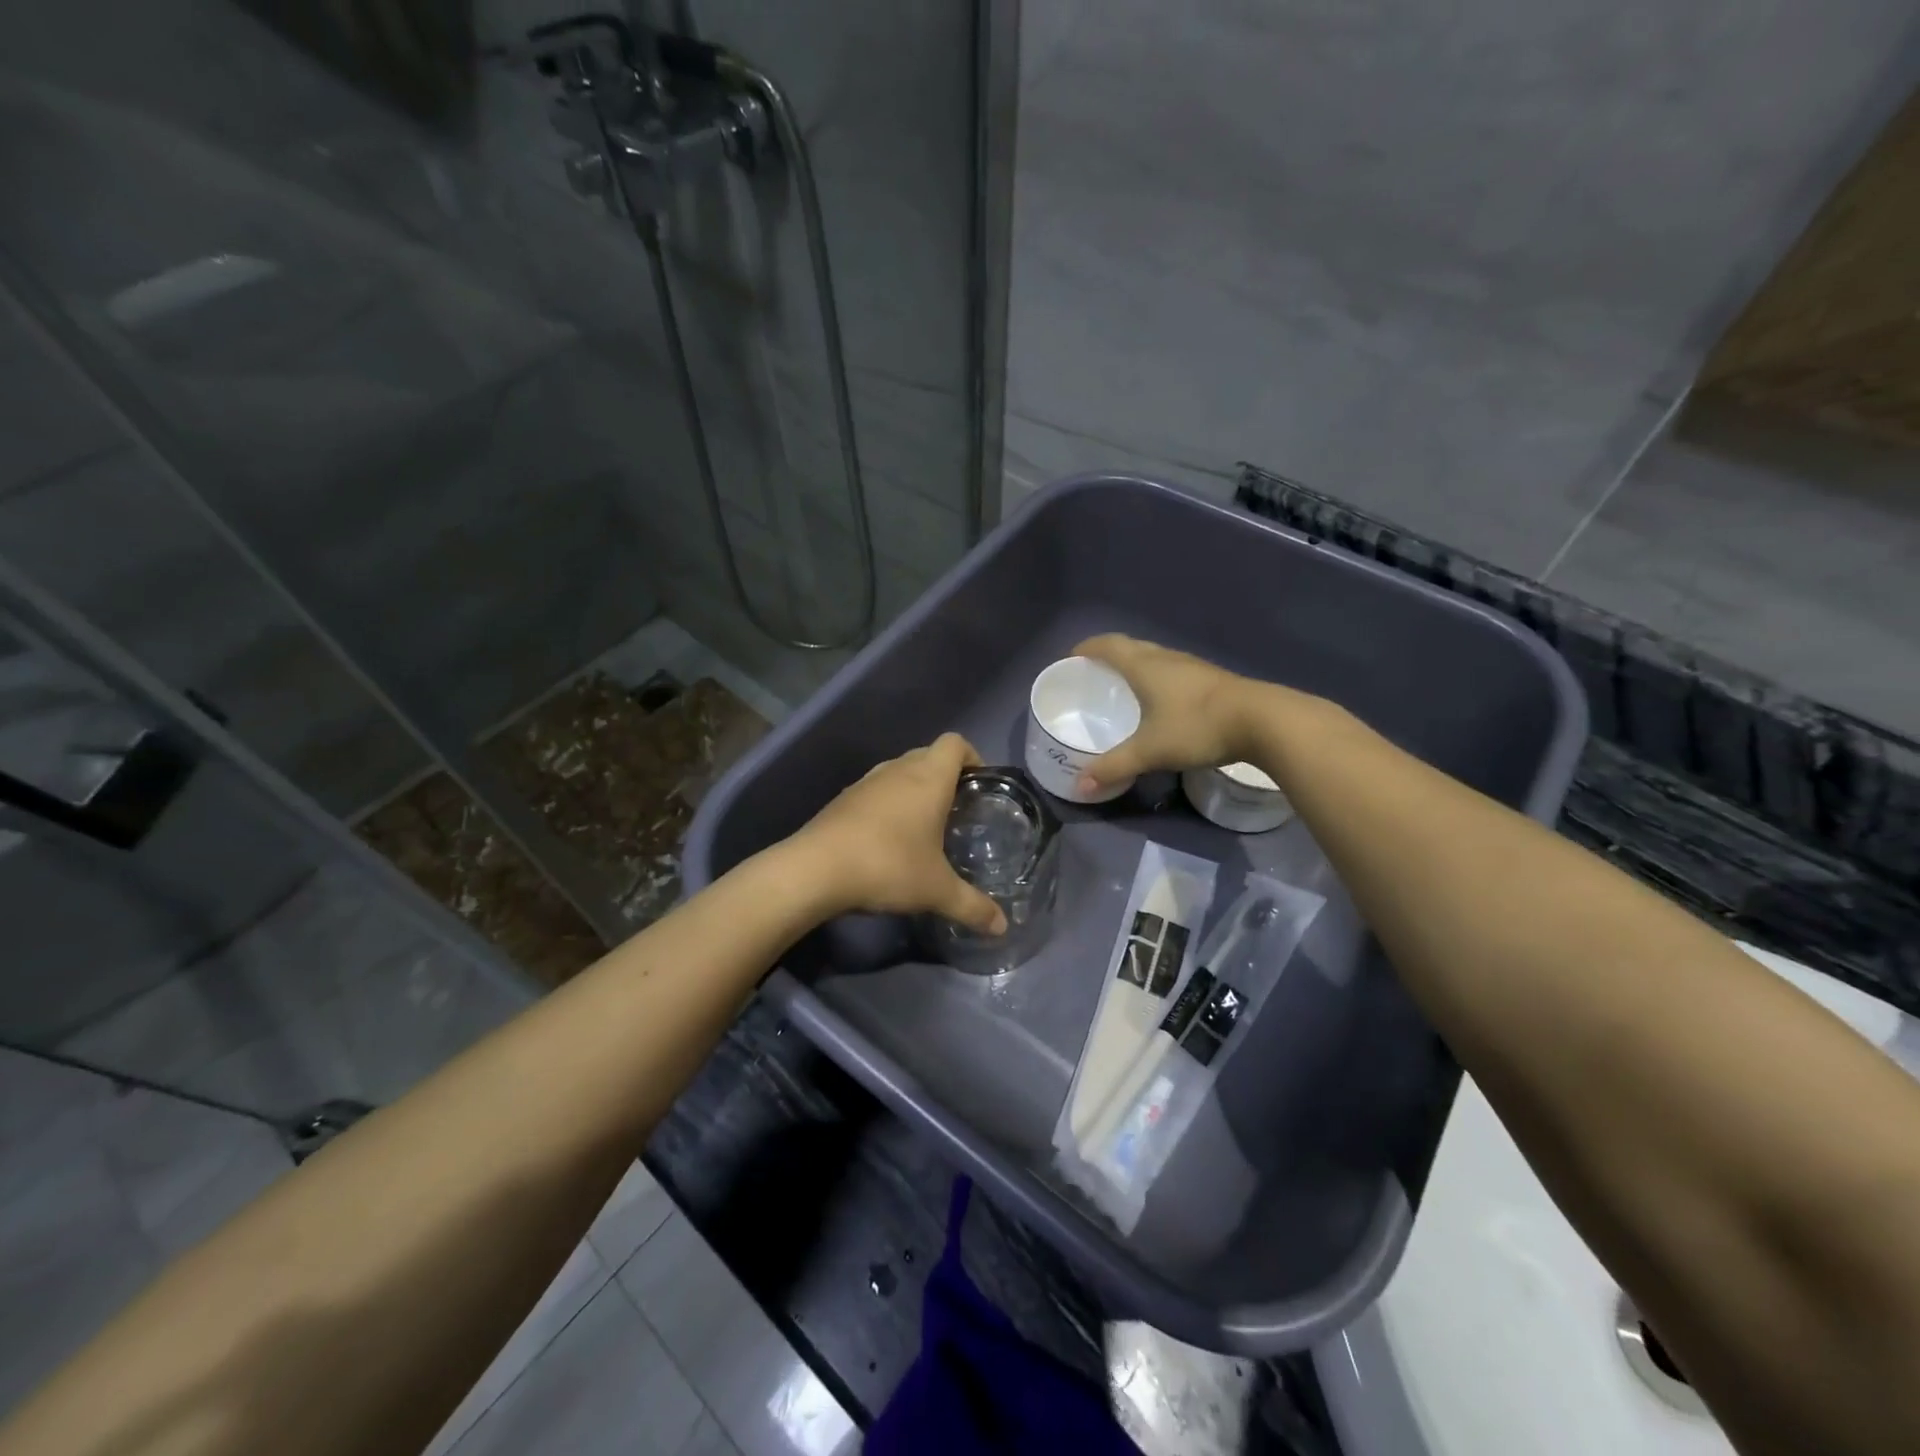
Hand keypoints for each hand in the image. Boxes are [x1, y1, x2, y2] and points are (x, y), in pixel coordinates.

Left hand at [791, 733, 1007, 934]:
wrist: (815, 870)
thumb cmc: (888, 866)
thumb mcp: (936, 891)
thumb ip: (973, 906)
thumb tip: (1002, 927)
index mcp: (928, 778)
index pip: (955, 743)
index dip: (973, 757)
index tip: (980, 787)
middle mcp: (898, 770)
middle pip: (929, 754)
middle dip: (947, 776)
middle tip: (958, 810)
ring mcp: (866, 782)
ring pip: (900, 771)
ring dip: (915, 788)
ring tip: (925, 825)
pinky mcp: (843, 798)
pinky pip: (877, 790)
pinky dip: (889, 803)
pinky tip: (889, 839)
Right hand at [1072, 634, 1261, 794]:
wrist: (1263, 721)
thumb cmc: (1198, 726)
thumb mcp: (1151, 751)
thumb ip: (1114, 767)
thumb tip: (1080, 786)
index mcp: (1145, 666)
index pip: (1107, 645)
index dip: (1086, 648)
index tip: (1070, 658)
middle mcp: (1166, 658)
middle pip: (1130, 647)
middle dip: (1107, 655)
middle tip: (1091, 674)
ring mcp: (1192, 667)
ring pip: (1154, 657)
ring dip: (1134, 665)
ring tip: (1121, 686)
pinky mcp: (1211, 680)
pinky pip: (1171, 670)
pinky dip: (1155, 677)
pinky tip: (1158, 701)